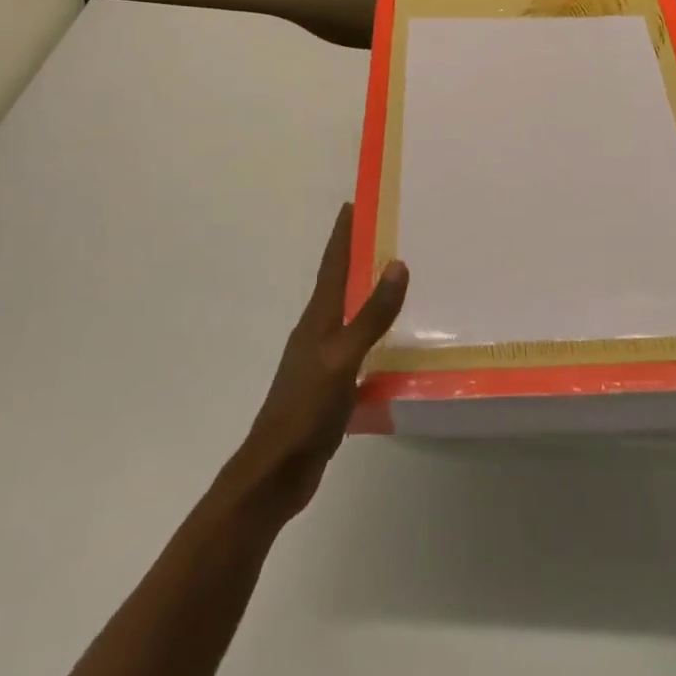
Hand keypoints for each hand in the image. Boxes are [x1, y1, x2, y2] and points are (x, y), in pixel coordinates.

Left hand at [225, 203, 407, 524]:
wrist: (276, 472)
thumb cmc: (305, 409)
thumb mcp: (342, 358)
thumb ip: (371, 315)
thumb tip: (397, 263)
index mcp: (317, 319)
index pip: (333, 264)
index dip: (342, 233)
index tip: (354, 202)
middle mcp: (318, 332)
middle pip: (341, 285)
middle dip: (360, 257)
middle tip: (391, 234)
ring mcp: (324, 361)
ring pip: (351, 317)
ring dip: (370, 297)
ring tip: (400, 283)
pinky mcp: (332, 388)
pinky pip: (360, 350)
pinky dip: (377, 338)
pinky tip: (398, 347)